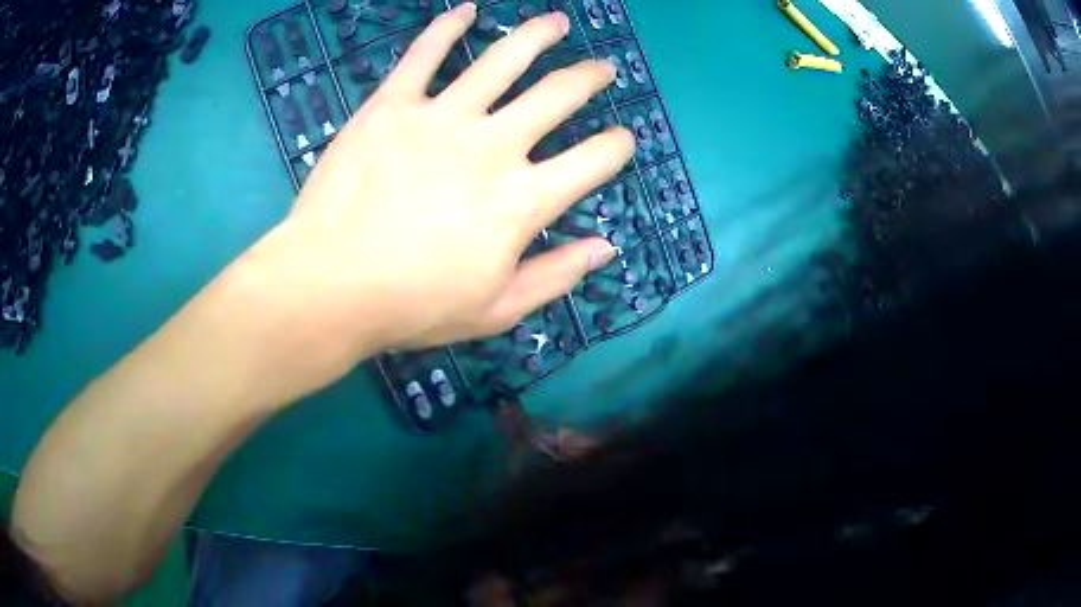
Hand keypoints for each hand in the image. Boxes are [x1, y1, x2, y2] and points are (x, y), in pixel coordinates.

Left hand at [255, 3, 632, 373]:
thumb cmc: (412, 306)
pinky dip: (447, 28)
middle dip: (589, 77)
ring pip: (502, 60)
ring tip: (556, 23)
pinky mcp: (392, 105)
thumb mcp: (496, 309)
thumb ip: (556, 276)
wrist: (329, 286)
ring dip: (537, 36)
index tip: (623, 140)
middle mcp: (493, 145)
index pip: (593, 161)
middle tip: (602, 68)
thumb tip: (606, 248)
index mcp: (522, 200)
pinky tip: (466, 12)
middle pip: (558, 95)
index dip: (617, 147)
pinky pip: (424, 55)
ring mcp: (441, 117)